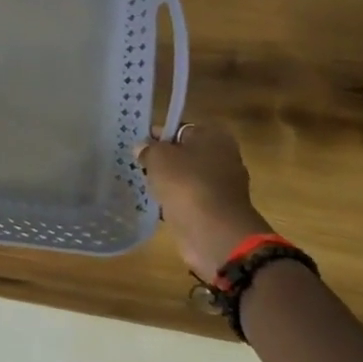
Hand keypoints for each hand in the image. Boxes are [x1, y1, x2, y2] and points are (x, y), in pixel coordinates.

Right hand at [137, 124, 274, 282]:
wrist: (214, 233)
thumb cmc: (186, 183)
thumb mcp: (157, 157)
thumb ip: (147, 149)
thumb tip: (143, 149)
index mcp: (213, 137)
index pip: (179, 128)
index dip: (157, 135)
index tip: (138, 145)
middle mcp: (223, 158)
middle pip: (185, 153)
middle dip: (164, 160)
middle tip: (140, 165)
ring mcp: (223, 187)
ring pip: (187, 178)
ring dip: (170, 182)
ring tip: (145, 185)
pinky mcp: (218, 211)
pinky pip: (191, 199)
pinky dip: (177, 202)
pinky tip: (158, 205)